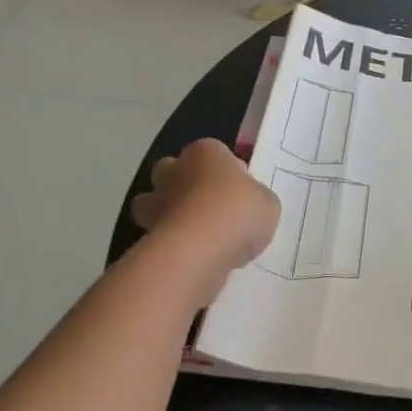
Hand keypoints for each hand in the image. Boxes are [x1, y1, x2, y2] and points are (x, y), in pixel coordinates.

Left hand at [130, 140, 280, 298]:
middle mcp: (174, 170)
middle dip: (187, 187)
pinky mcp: (144, 234)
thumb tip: (248, 205)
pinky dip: (169, 244)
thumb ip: (256, 199)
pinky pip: (158, 235)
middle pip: (175, 171)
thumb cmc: (238, 212)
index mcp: (206, 151)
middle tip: (214, 211)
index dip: (228, 173)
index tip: (241, 195)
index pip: (215, 153)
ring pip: (155, 204)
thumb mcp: (267, 203)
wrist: (198, 250)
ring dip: (170, 215)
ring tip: (199, 238)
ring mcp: (154, 202)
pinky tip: (193, 258)